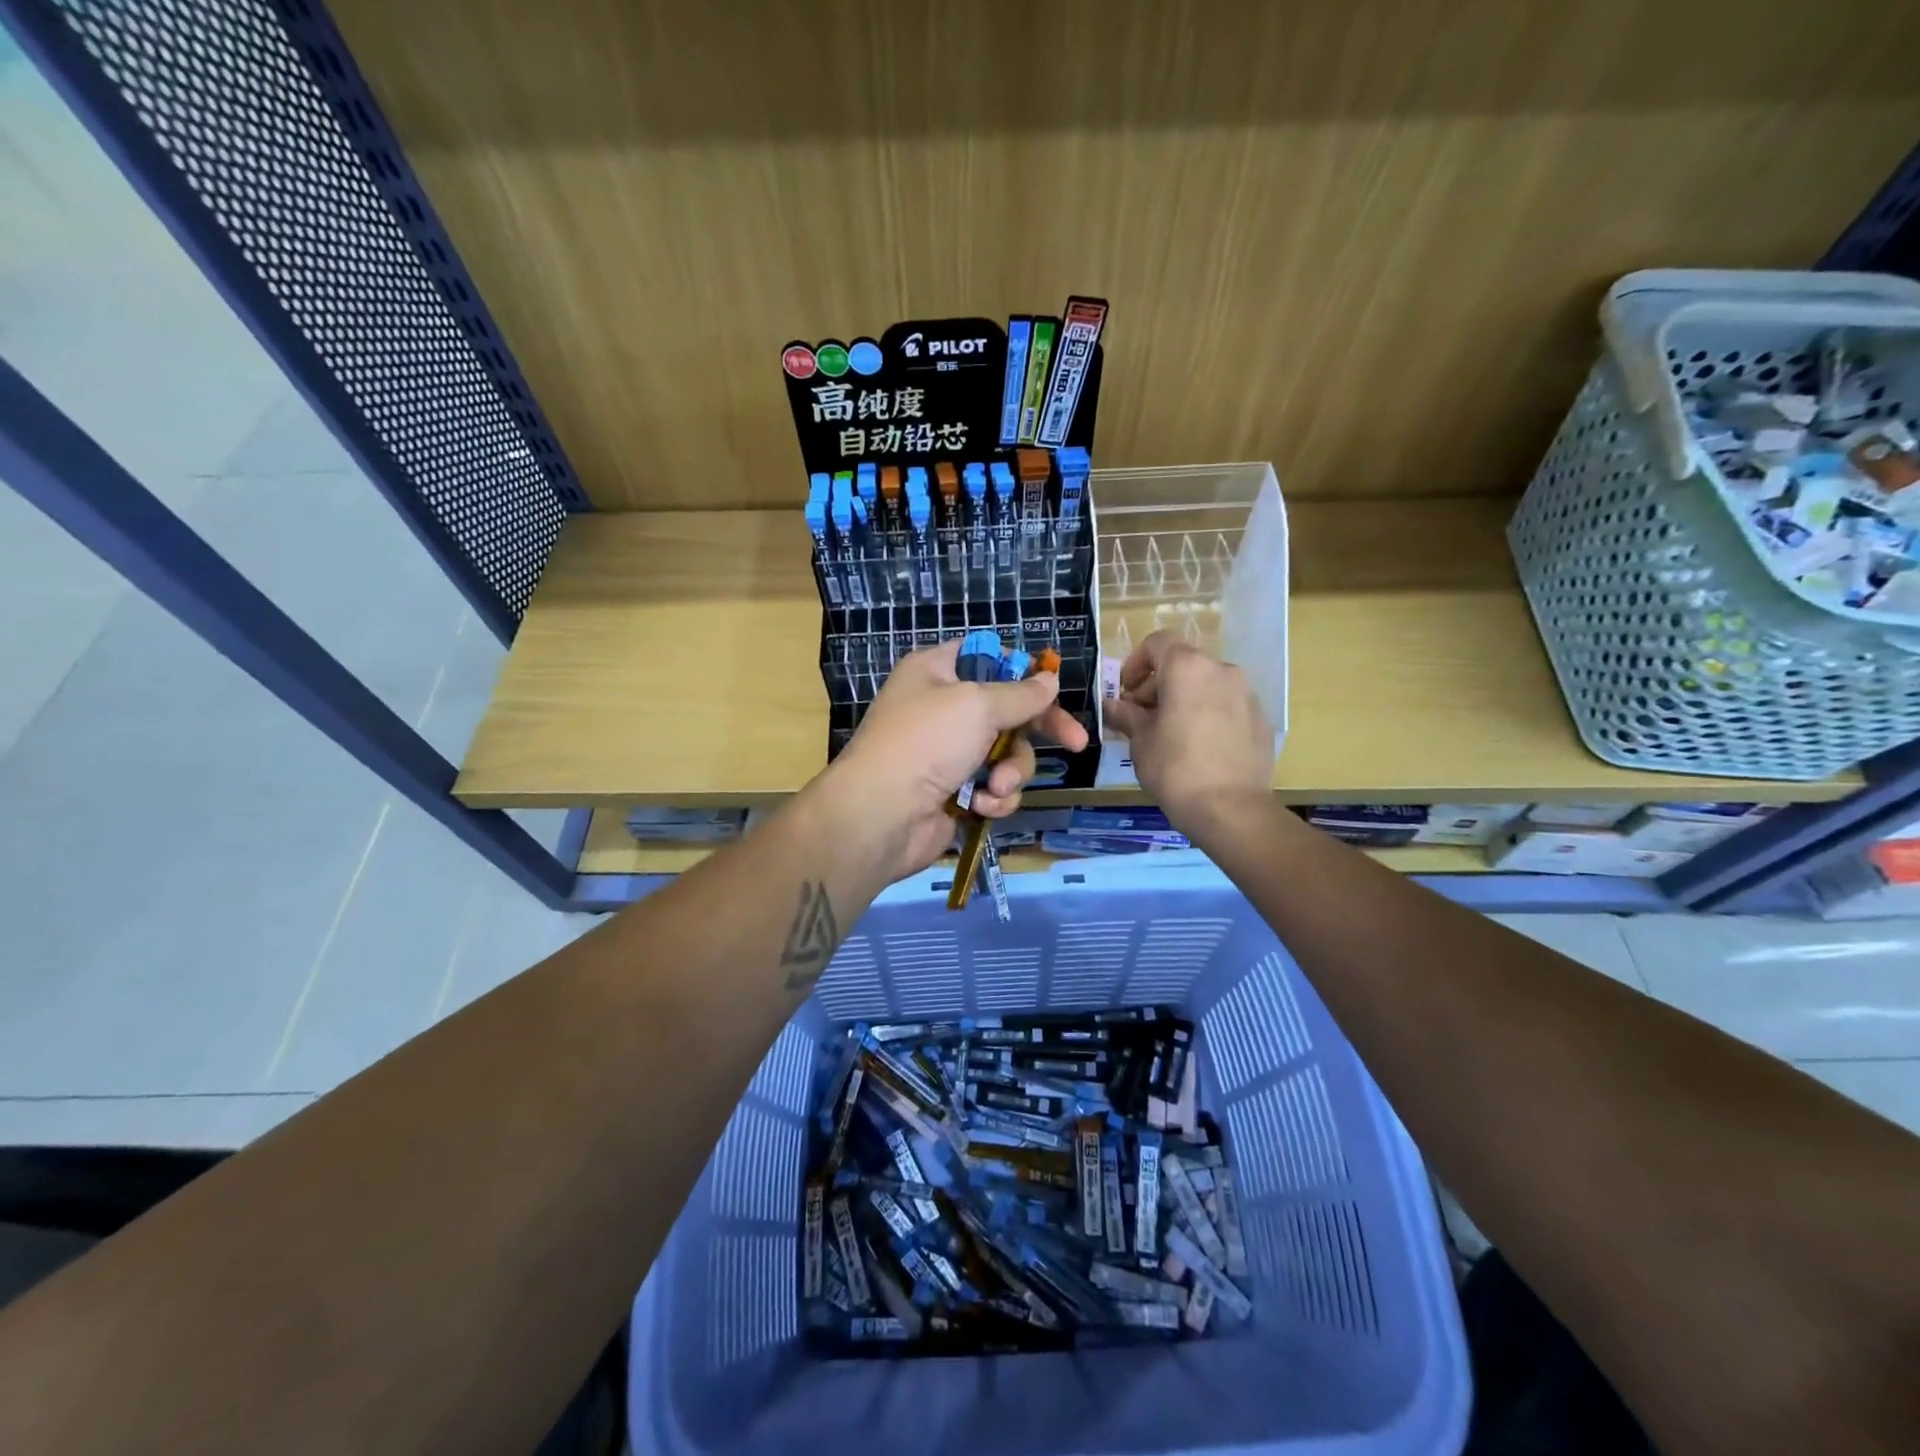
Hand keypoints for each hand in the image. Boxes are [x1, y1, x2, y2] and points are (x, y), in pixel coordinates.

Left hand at [820, 638, 1090, 879]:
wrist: (882, 815)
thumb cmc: (926, 742)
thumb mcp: (976, 705)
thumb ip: (1020, 694)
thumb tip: (1049, 680)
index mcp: (937, 672)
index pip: (989, 659)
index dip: (1022, 672)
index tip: (1052, 688)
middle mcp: (943, 709)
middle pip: (1009, 712)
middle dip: (1036, 732)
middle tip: (1076, 743)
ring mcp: (950, 754)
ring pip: (1008, 755)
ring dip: (1011, 772)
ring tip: (995, 786)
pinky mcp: (957, 792)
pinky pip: (996, 788)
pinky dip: (994, 798)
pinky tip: (980, 805)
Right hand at [1101, 632, 1273, 831]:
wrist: (1231, 809)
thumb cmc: (1175, 768)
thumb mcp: (1140, 740)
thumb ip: (1125, 714)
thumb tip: (1112, 705)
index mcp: (1188, 668)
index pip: (1158, 642)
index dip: (1136, 662)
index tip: (1126, 692)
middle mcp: (1222, 670)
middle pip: (1184, 663)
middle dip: (1159, 684)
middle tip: (1142, 717)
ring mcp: (1247, 694)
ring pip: (1207, 684)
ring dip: (1185, 699)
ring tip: (1170, 734)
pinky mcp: (1261, 719)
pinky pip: (1227, 705)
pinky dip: (1208, 715)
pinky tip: (1199, 748)